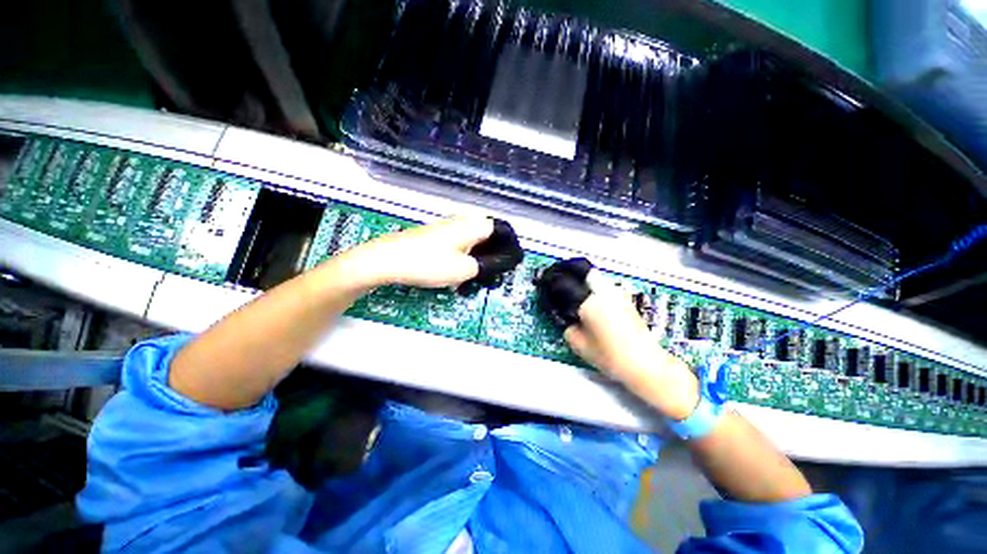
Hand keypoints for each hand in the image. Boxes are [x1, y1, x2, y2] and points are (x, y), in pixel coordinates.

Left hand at [341, 217, 494, 287]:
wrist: (386, 260)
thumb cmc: (427, 263)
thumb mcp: (463, 270)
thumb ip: (484, 266)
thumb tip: (494, 265)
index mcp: (470, 226)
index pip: (499, 228)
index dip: (508, 242)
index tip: (510, 260)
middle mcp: (459, 223)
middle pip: (486, 235)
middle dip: (492, 253)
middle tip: (493, 271)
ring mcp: (444, 229)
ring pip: (471, 241)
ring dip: (477, 257)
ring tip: (476, 275)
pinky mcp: (433, 237)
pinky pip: (457, 245)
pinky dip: (463, 257)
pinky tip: (457, 273)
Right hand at [563, 272, 699, 419]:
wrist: (645, 363)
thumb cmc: (610, 356)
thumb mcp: (579, 344)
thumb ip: (567, 326)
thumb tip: (565, 316)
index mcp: (589, 301)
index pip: (565, 282)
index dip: (552, 281)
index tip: (545, 282)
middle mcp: (604, 291)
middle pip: (583, 270)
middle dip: (568, 270)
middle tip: (559, 278)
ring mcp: (617, 293)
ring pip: (596, 276)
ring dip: (583, 278)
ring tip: (574, 289)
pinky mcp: (626, 299)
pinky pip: (605, 285)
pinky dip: (594, 287)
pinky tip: (591, 300)